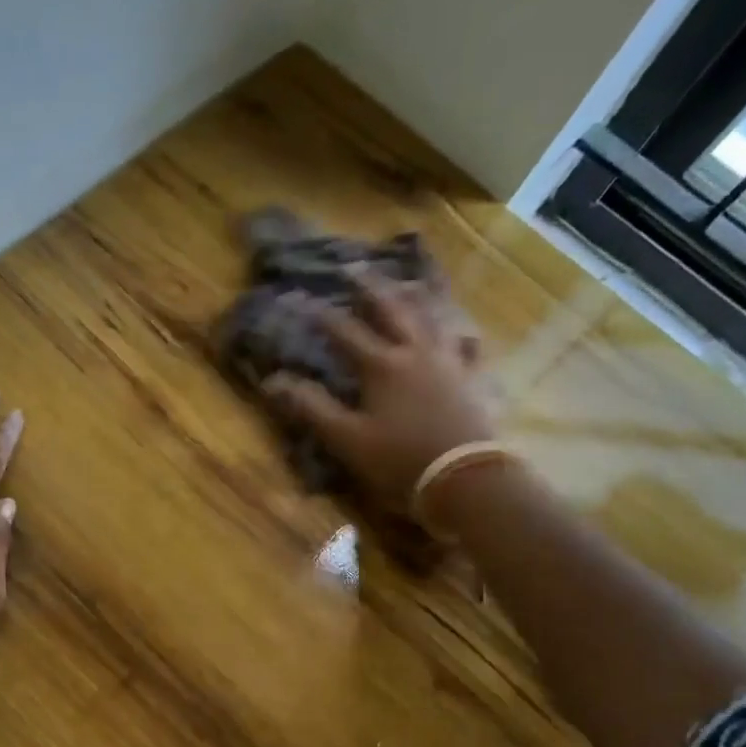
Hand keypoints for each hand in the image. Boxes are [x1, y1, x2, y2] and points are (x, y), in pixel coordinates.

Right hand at [262, 274, 496, 513]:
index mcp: (382, 366)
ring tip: (406, 283)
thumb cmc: (399, 460)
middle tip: (355, 268)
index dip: (320, 315)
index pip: (344, 332)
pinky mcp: (472, 379)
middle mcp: (416, 352)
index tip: (299, 299)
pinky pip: (465, 345)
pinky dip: (457, 332)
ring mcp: (449, 362)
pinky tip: (457, 330)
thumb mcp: (346, 438)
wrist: (464, 479)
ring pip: (431, 317)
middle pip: (392, 309)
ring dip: (414, 297)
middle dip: (370, 288)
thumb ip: (311, 408)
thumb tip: (273, 381)